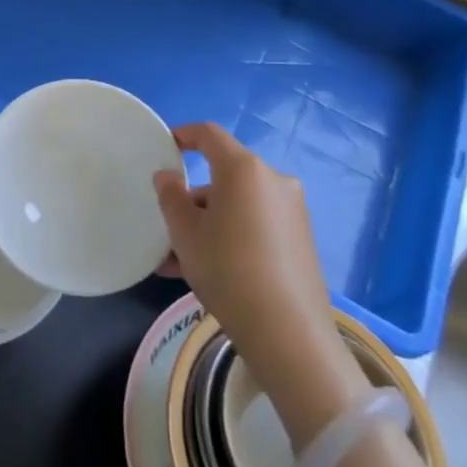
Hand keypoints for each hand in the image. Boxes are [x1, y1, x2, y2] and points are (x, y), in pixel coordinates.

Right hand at [154, 123, 367, 444]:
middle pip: (224, 176)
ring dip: (208, 224)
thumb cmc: (227, 269)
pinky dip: (230, 236)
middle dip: (192, 199)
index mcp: (244, 170)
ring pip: (237, 206)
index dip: (184, 135)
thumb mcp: (185, 232)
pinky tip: (207, 272)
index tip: (165, 146)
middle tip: (168, 228)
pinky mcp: (300, 239)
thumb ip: (170, 196)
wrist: (287, 331)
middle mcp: (273, 180)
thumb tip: (167, 176)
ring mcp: (291, 210)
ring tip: (178, 262)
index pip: (209, 135)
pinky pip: (255, 224)